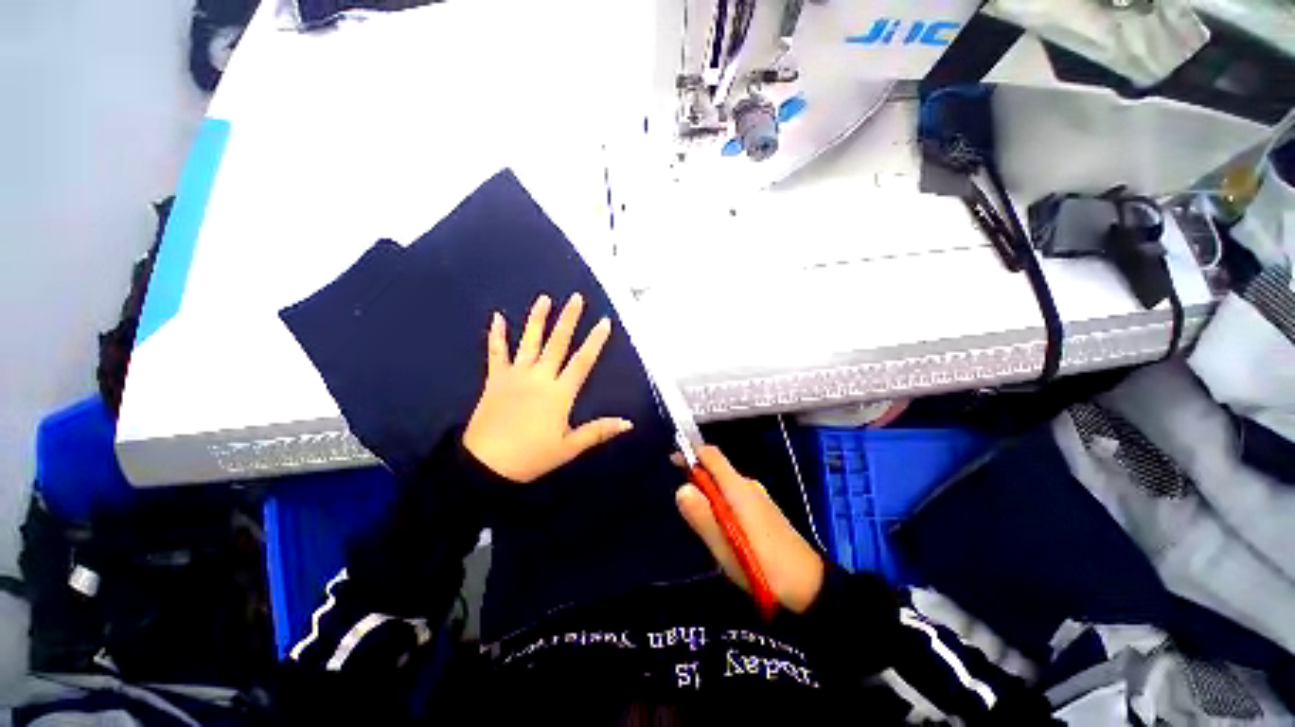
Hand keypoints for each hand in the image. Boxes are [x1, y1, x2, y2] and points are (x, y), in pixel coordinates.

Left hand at [463, 293, 632, 482]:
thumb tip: (628, 423)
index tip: (604, 321)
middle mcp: (540, 377)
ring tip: (544, 298)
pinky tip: (497, 317)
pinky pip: (496, 353)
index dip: (595, 341)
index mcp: (560, 393)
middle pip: (557, 343)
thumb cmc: (531, 456)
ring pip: (529, 341)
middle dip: (569, 319)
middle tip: (576, 298)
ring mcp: (516, 375)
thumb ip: (598, 432)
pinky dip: (496, 335)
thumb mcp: (569, 447)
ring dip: (538, 319)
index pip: (582, 361)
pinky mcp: (495, 379)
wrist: (486, 464)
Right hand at [675, 446, 824, 613]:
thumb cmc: (764, 566)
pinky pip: (735, 499)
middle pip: (718, 470)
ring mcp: (759, 499)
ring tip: (701, 523)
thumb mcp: (726, 546)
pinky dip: (722, 505)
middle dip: (698, 479)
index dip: (691, 453)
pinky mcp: (765, 512)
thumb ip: (702, 515)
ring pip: (726, 487)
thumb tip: (681, 488)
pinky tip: (722, 530)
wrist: (810, 588)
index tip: (673, 462)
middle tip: (685, 507)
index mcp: (739, 488)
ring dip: (709, 495)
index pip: (711, 455)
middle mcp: (749, 486)